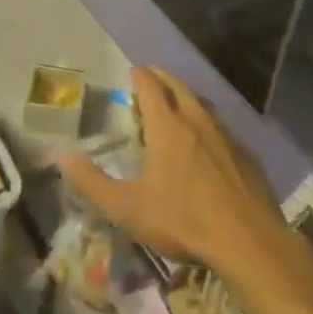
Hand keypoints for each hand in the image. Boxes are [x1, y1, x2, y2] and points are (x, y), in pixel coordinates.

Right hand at [61, 67, 287, 276]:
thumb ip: (92, 183)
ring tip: (177, 103)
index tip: (133, 70)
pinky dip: (208, 124)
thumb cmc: (183, 220)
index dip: (140, 76)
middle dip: (163, 79)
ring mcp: (227, 137)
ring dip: (187, 98)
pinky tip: (208, 143)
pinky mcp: (247, 156)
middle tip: (152, 77)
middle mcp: (198, 121)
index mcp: (168, 127)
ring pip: (203, 105)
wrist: (249, 243)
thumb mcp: (127, 208)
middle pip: (179, 88)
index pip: (151, 87)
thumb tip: (63, 157)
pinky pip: (223, 129)